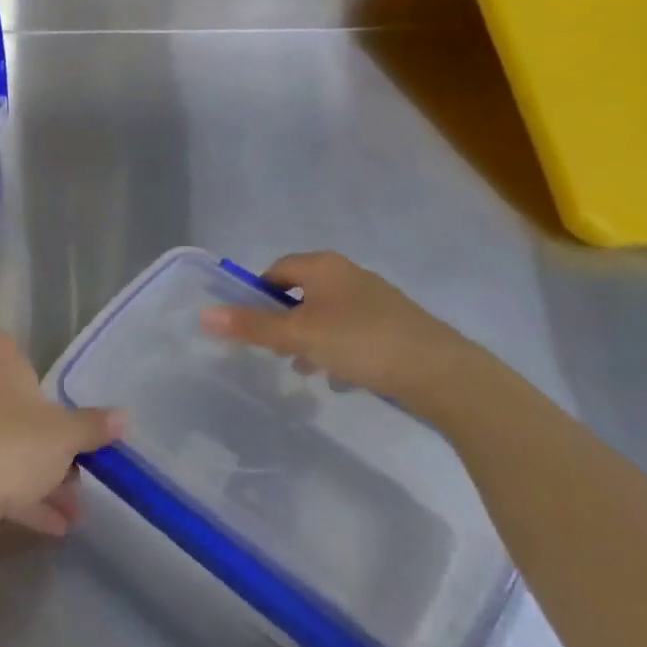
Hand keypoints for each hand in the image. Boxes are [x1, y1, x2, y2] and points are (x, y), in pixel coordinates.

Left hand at [0, 329, 122, 545]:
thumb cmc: (10, 448)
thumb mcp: (63, 438)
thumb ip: (91, 427)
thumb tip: (122, 416)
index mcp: (0, 374)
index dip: (7, 346)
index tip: (27, 362)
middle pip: (11, 404)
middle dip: (45, 434)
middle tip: (77, 461)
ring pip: (7, 448)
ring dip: (40, 476)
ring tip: (75, 508)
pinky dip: (23, 499)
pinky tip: (54, 526)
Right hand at [200, 251, 481, 407]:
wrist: (442, 373)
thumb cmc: (361, 342)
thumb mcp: (297, 335)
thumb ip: (251, 325)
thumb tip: (204, 314)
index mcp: (325, 267)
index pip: (277, 269)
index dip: (258, 294)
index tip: (251, 325)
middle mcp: (350, 275)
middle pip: (302, 293)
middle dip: (284, 321)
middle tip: (274, 350)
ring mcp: (378, 301)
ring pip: (328, 316)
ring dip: (310, 340)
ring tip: (304, 370)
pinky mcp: (397, 327)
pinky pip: (354, 333)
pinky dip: (339, 350)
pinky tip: (340, 379)